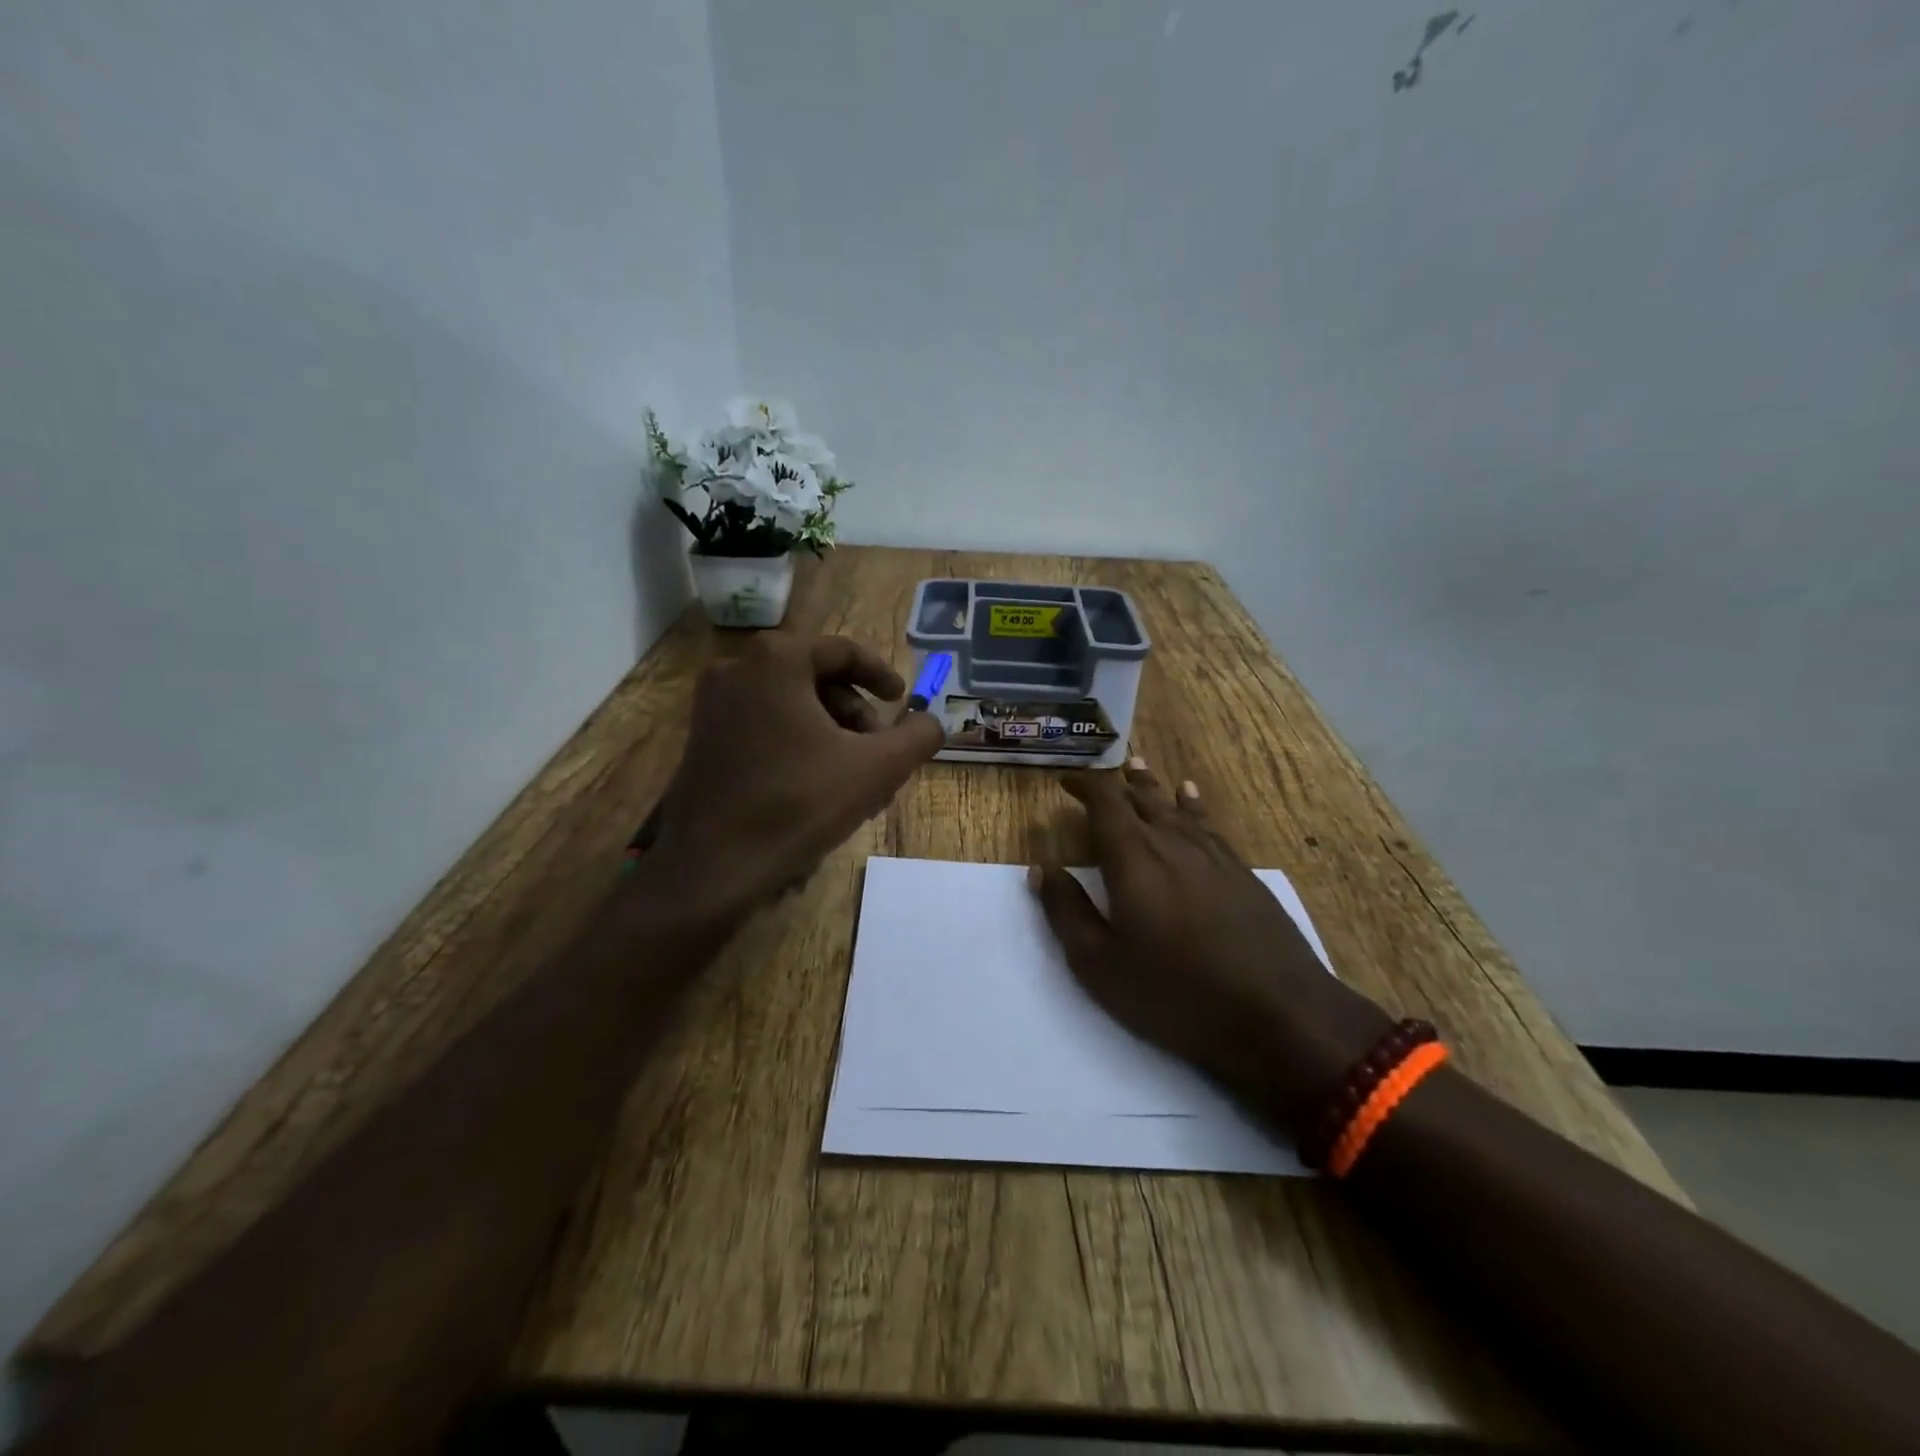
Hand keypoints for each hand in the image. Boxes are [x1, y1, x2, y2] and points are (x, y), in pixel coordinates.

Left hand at [647, 633, 944, 914]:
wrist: (713, 867)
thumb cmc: (798, 804)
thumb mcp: (876, 768)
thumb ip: (917, 737)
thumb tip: (932, 722)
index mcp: (776, 660)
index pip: (843, 652)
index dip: (881, 675)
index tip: (902, 701)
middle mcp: (738, 669)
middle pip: (817, 678)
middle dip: (857, 715)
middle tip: (881, 753)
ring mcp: (713, 704)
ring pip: (792, 705)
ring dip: (832, 733)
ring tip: (856, 780)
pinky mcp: (703, 738)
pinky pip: (765, 725)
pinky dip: (800, 744)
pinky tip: (819, 787)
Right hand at [1030, 760, 1390, 1132]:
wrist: (1278, 1012)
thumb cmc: (1176, 991)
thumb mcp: (1101, 964)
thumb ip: (1067, 912)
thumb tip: (1043, 869)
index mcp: (1132, 858)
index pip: (1105, 802)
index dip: (1085, 785)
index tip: (1066, 782)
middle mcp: (1171, 842)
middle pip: (1141, 798)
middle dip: (1116, 784)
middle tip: (1099, 777)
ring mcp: (1211, 854)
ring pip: (1174, 806)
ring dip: (1152, 787)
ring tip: (1139, 767)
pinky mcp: (1240, 871)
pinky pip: (1207, 823)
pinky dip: (1191, 804)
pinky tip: (1190, 797)